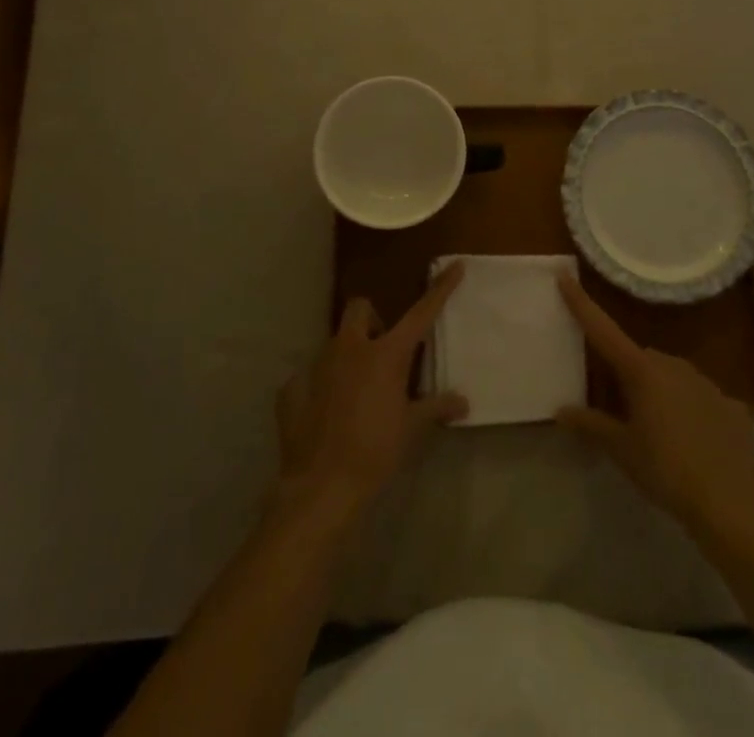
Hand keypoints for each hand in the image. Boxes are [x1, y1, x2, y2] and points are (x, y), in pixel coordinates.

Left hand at [274, 263, 468, 526]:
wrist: (321, 487)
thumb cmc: (375, 452)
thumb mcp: (411, 429)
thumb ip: (436, 408)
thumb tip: (462, 402)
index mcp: (385, 354)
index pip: (420, 313)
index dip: (440, 289)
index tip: (455, 266)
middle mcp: (350, 348)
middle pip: (360, 308)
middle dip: (372, 320)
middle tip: (382, 351)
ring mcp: (317, 364)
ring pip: (335, 342)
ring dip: (348, 356)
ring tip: (356, 391)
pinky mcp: (291, 387)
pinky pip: (309, 375)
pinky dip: (320, 386)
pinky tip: (326, 413)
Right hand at [557, 274, 753, 541]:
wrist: (732, 502)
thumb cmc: (667, 470)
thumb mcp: (622, 450)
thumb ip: (591, 426)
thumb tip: (561, 410)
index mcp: (642, 371)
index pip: (603, 330)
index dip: (581, 303)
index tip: (564, 275)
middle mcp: (673, 365)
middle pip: (640, 359)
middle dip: (628, 375)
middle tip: (621, 409)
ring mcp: (706, 382)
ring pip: (672, 376)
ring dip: (661, 393)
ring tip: (659, 433)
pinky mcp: (731, 405)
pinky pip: (702, 400)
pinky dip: (693, 412)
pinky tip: (696, 444)